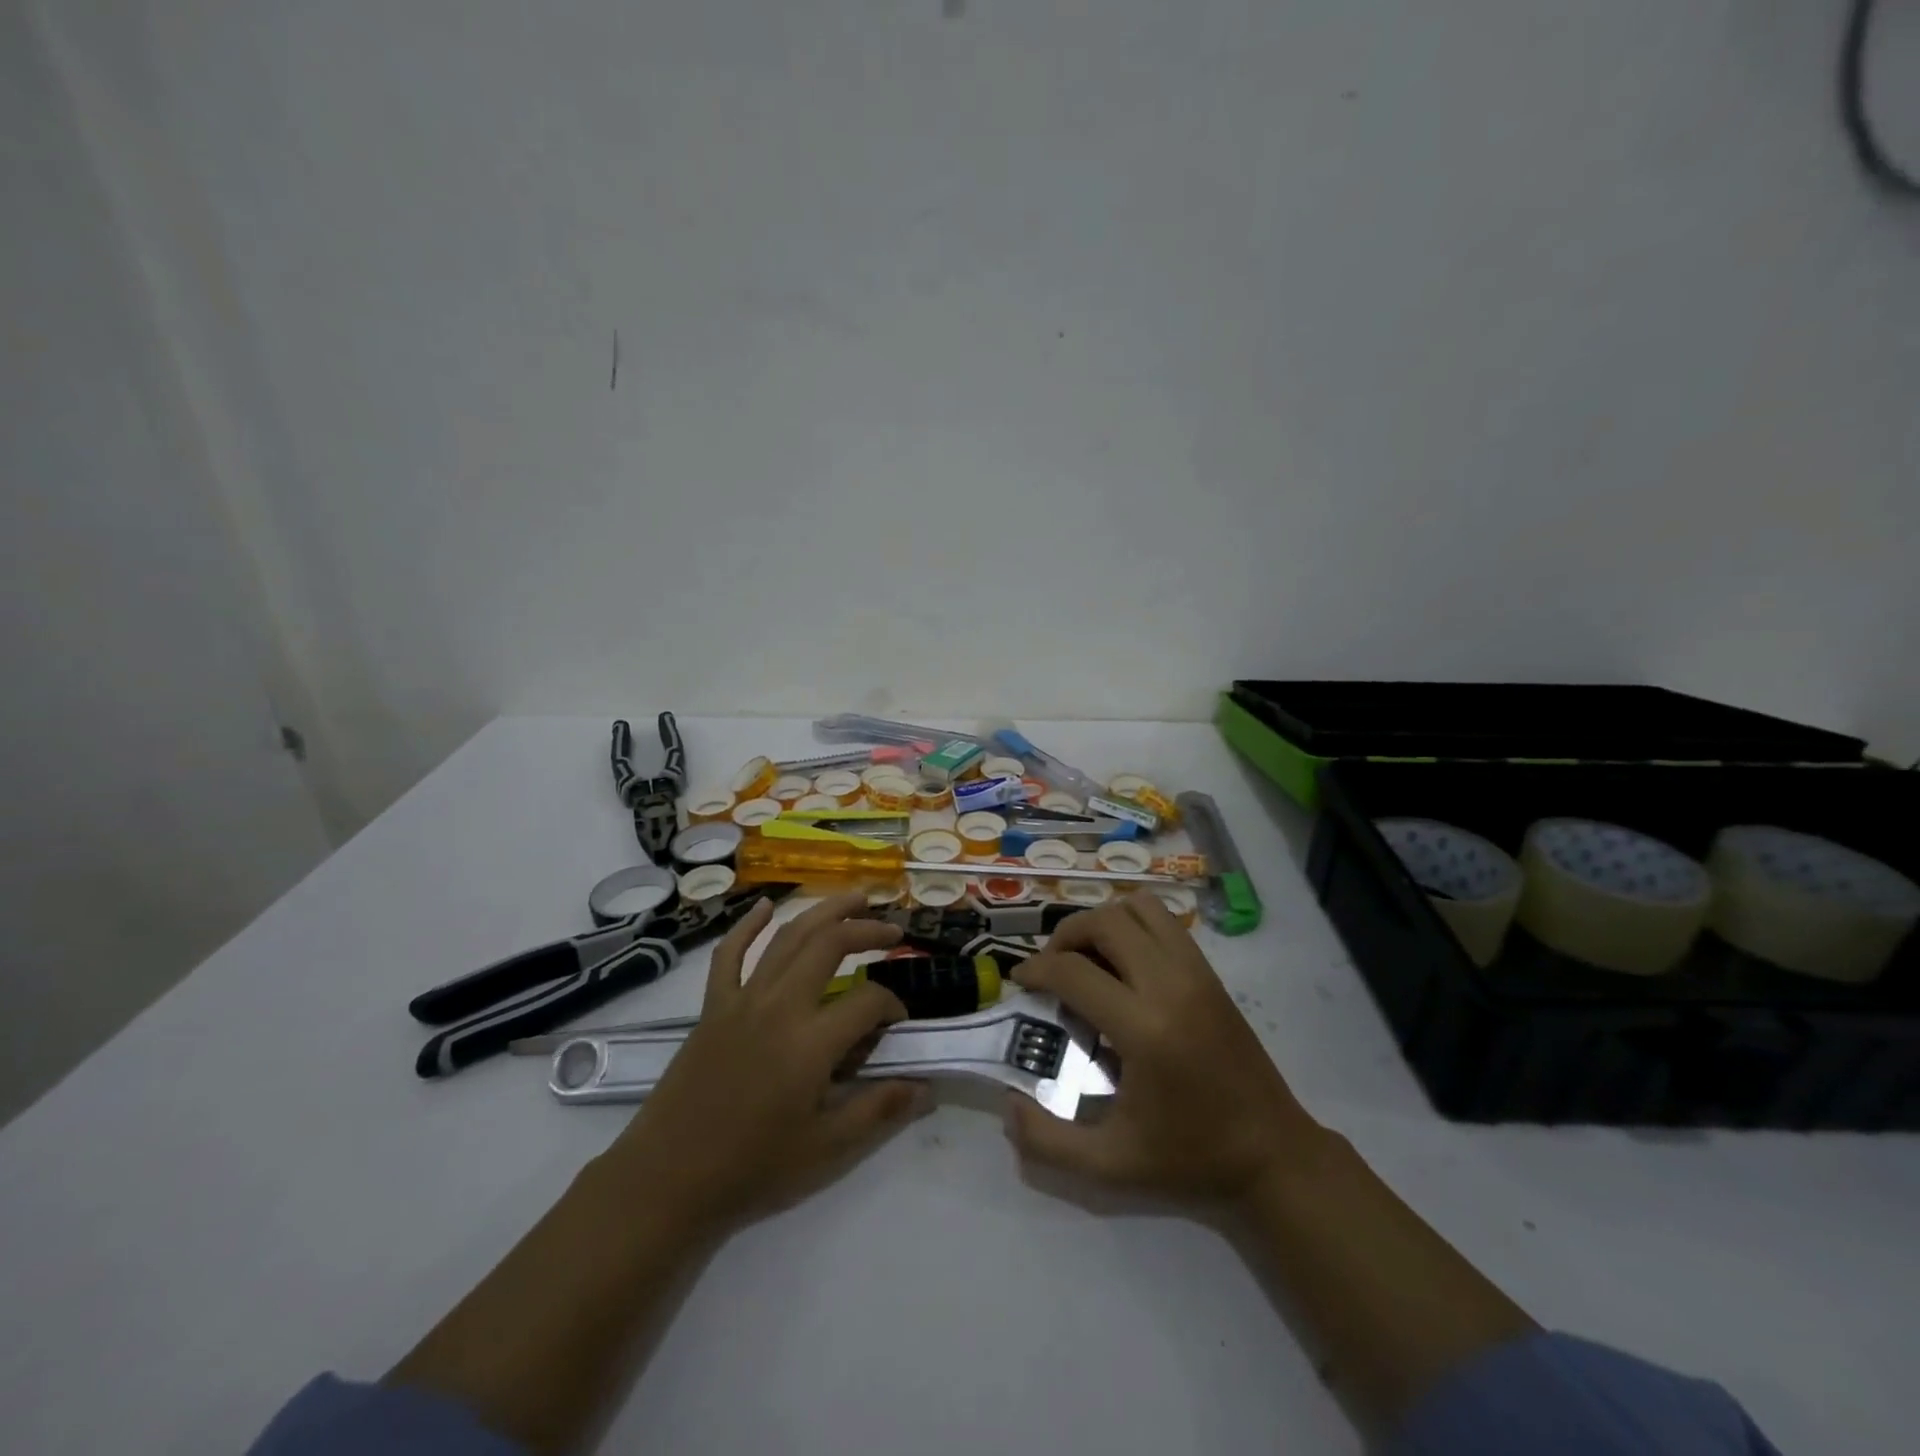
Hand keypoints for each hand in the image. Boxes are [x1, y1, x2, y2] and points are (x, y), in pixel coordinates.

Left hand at [604, 893, 926, 1231]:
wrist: (666, 1181)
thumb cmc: (751, 1169)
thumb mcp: (825, 1150)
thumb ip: (878, 1110)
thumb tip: (926, 1086)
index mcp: (810, 1042)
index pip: (868, 1001)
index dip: (892, 1006)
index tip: (898, 1024)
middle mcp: (779, 1006)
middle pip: (829, 944)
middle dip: (867, 931)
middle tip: (893, 932)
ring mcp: (742, 1000)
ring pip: (787, 938)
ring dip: (824, 912)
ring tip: (855, 899)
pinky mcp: (713, 1007)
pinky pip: (729, 955)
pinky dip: (747, 926)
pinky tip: (765, 906)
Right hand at [1006, 893, 1326, 1205]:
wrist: (1272, 1153)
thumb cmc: (1189, 1158)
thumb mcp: (1110, 1165)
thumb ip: (1047, 1142)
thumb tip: (1008, 1105)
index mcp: (1145, 1029)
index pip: (1074, 971)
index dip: (1036, 969)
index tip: (1021, 981)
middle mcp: (1170, 986)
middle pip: (1105, 922)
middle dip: (1066, 935)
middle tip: (1051, 968)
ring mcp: (1196, 972)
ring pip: (1139, 908)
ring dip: (1103, 922)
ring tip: (1088, 958)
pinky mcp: (1211, 972)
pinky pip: (1165, 921)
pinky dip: (1133, 925)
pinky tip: (1123, 964)